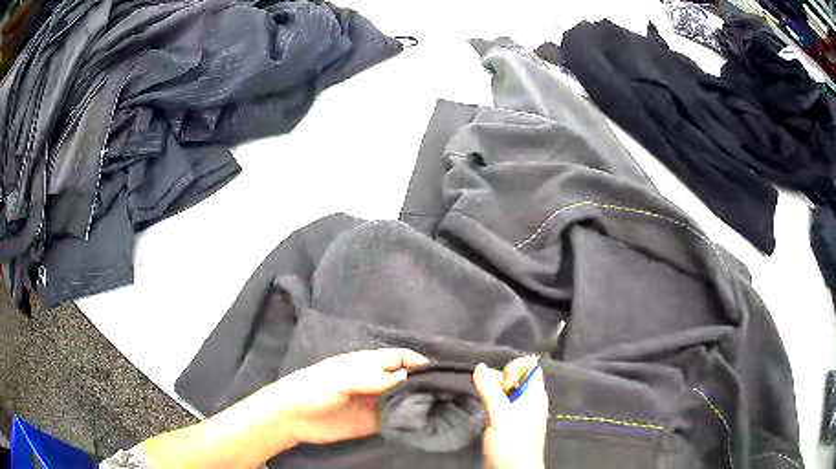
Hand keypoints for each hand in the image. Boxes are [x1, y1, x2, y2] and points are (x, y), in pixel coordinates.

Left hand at [275, 348, 428, 445]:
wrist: (294, 417)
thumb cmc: (315, 388)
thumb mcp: (344, 379)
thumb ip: (375, 379)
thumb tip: (409, 378)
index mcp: (368, 364)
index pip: (399, 357)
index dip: (418, 361)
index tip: (439, 372)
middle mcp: (376, 382)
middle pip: (405, 379)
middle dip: (424, 383)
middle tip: (446, 393)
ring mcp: (376, 403)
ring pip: (404, 399)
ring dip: (419, 402)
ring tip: (441, 408)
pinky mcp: (374, 423)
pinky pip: (396, 419)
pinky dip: (409, 420)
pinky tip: (422, 423)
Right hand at [473, 357, 548, 468]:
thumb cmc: (513, 444)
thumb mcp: (501, 416)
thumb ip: (491, 391)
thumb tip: (480, 367)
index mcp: (535, 395)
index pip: (529, 367)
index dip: (514, 368)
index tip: (502, 382)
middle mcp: (528, 401)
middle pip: (515, 377)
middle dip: (498, 379)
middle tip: (487, 392)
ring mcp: (518, 412)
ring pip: (505, 391)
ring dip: (492, 391)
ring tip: (481, 399)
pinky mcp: (507, 423)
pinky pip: (499, 404)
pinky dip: (489, 402)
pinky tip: (481, 409)